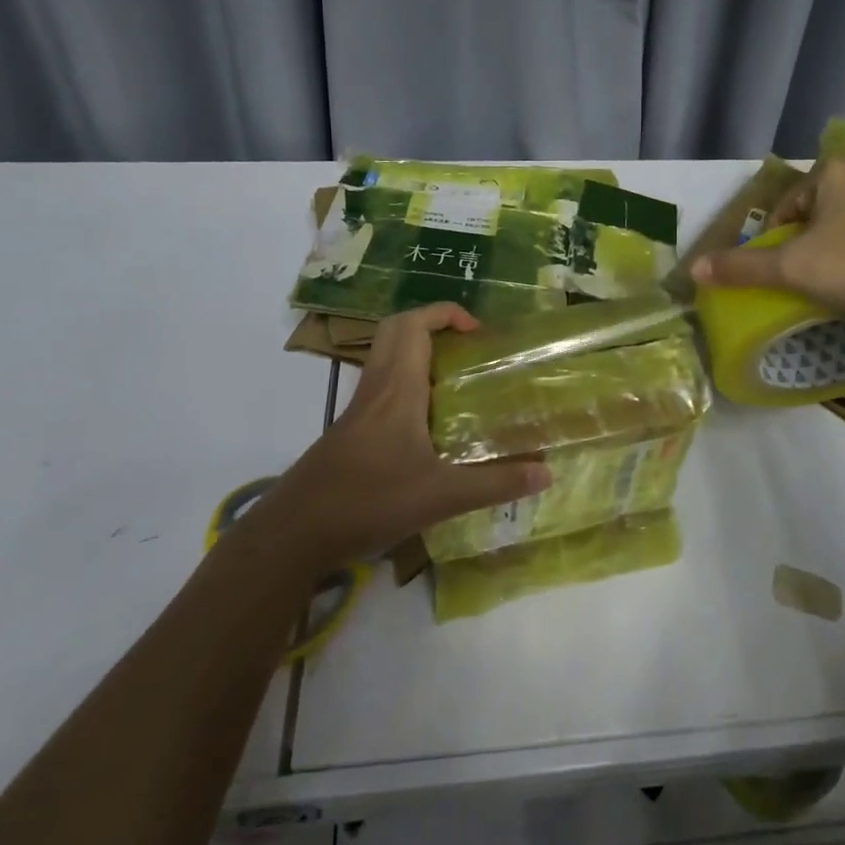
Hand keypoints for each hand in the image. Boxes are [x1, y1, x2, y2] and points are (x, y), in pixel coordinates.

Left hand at [250, 304, 551, 573]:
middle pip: (397, 329)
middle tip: (467, 347)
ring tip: (456, 379)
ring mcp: (359, 407)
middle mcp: (376, 386)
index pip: (415, 323)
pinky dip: (407, 381)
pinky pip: (382, 383)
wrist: (297, 531)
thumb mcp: (441, 496)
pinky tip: (430, 421)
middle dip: (432, 324)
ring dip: (419, 352)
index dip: (447, 313)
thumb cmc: (369, 500)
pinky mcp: (351, 428)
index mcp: (398, 387)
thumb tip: (547, 473)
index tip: (478, 332)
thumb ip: (495, 484)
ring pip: (386, 355)